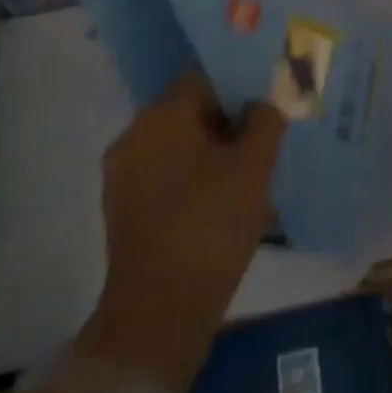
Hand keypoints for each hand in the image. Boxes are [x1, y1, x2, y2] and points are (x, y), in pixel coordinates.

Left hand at [76, 68, 286, 392]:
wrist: (158, 314)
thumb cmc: (210, 226)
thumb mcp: (254, 168)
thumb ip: (264, 123)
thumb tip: (262, 104)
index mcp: (161, 116)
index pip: (204, 78)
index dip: (239, 86)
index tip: (267, 101)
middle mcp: (134, 136)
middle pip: (189, 112)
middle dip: (228, 122)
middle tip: (266, 138)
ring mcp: (123, 176)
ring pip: (179, 147)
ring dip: (213, 154)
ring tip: (251, 173)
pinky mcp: (124, 211)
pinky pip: (166, 177)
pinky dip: (194, 181)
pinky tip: (225, 202)